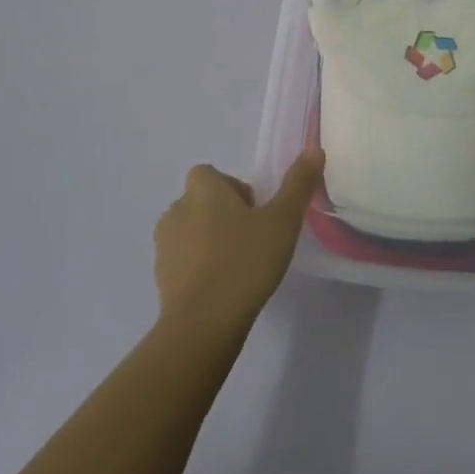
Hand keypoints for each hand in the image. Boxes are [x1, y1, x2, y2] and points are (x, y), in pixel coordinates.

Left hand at [155, 149, 324, 330]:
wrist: (203, 324)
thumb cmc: (245, 261)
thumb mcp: (283, 220)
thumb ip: (298, 184)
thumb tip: (314, 150)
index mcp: (202, 190)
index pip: (209, 174)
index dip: (232, 188)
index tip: (255, 211)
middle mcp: (177, 210)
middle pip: (200, 202)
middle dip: (223, 214)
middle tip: (253, 238)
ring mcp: (164, 246)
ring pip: (190, 231)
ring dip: (209, 240)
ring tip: (239, 265)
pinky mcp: (160, 279)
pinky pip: (183, 262)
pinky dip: (199, 267)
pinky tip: (223, 288)